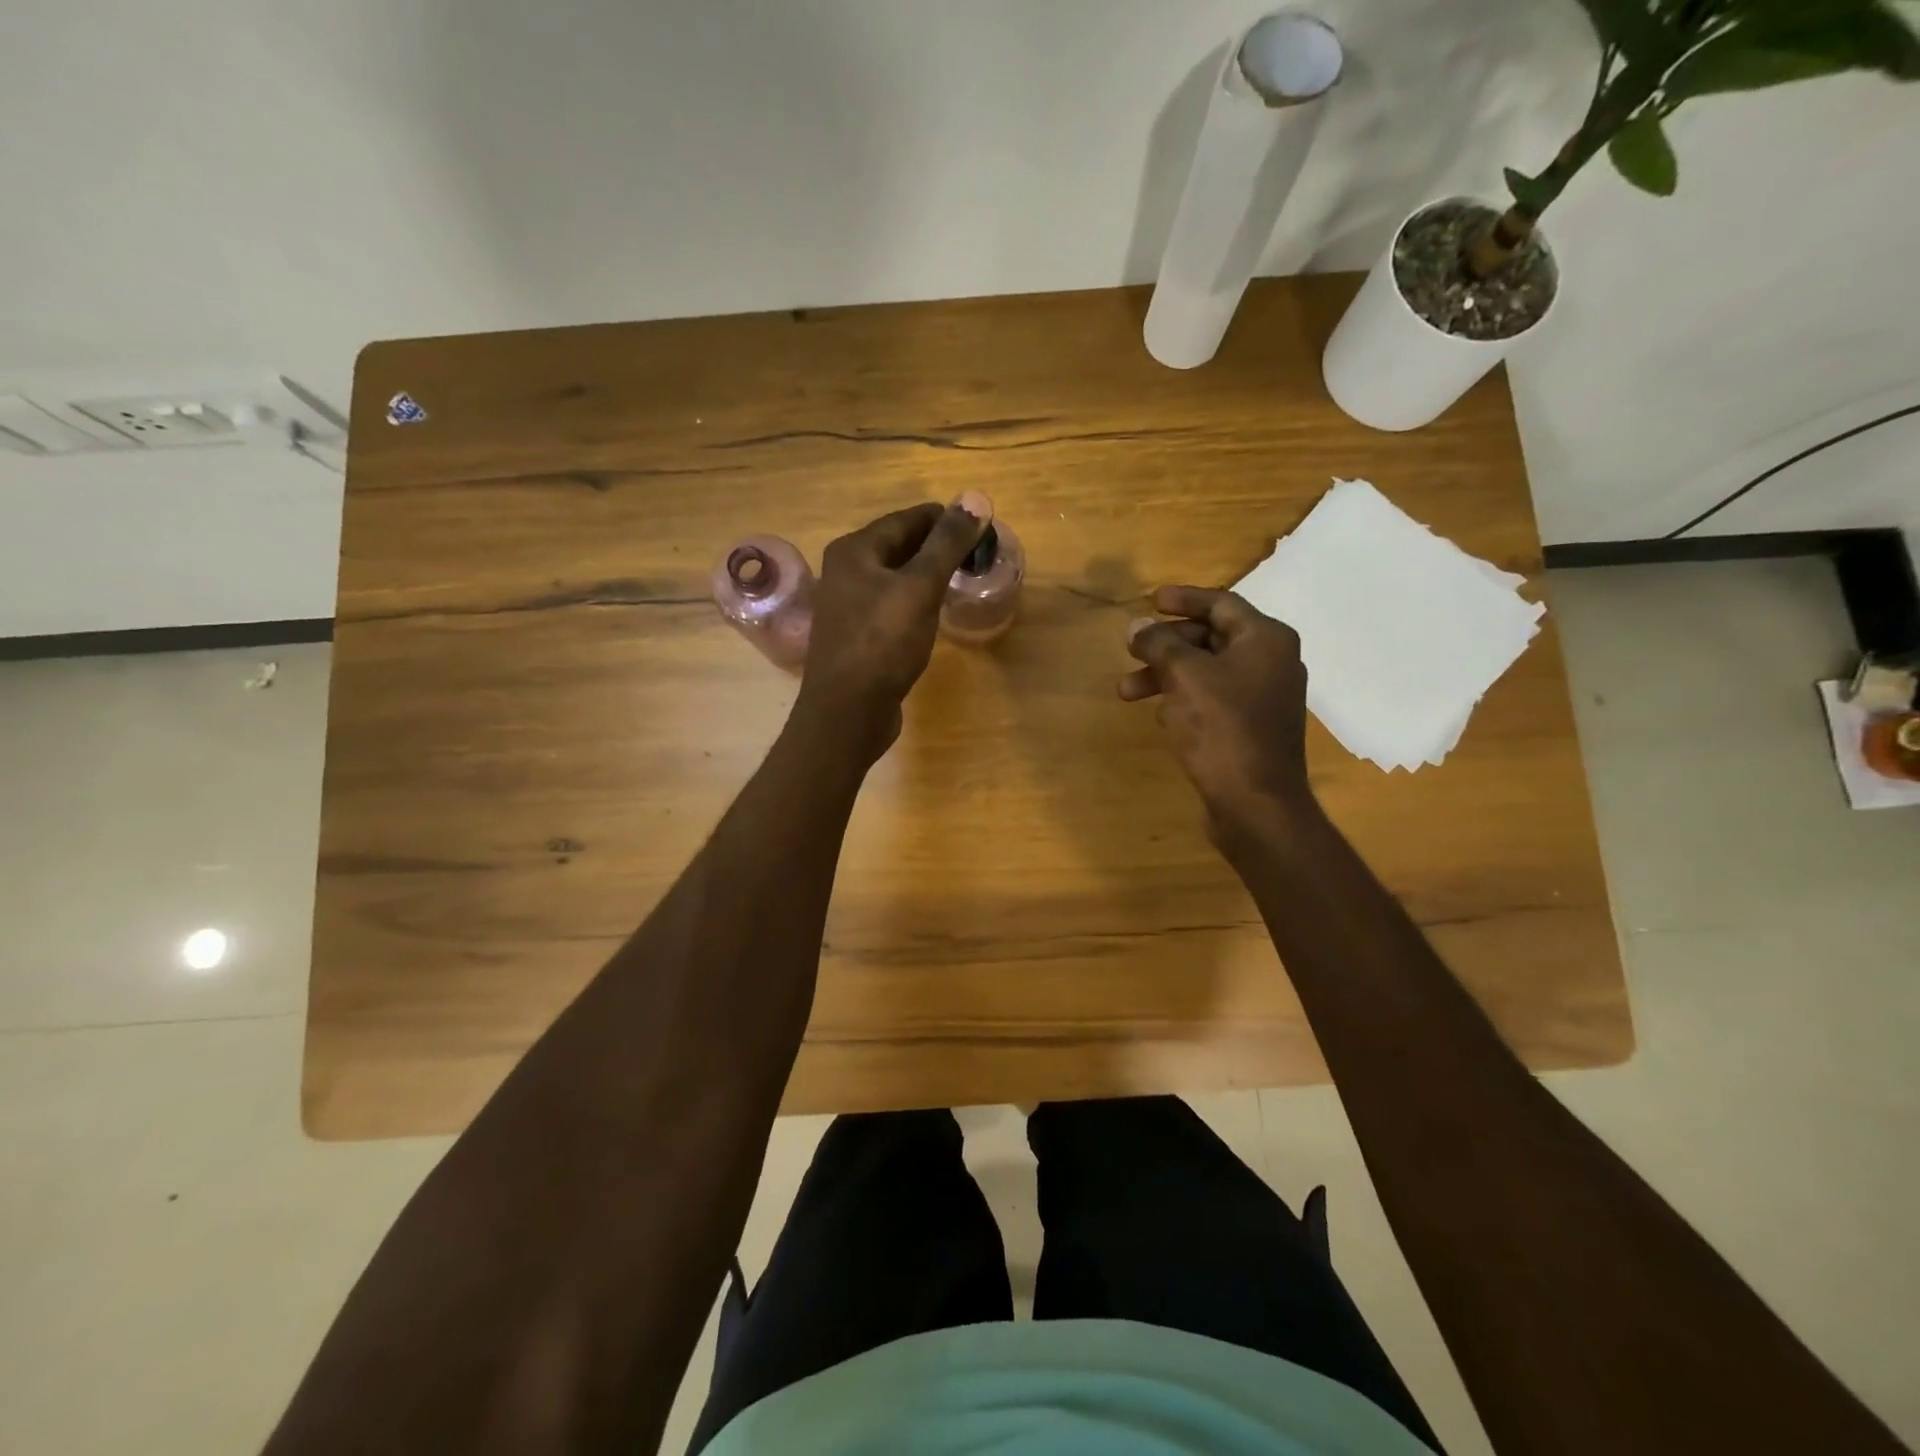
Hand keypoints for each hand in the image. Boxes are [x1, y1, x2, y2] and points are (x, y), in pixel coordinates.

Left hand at [792, 494, 990, 758]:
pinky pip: (891, 606)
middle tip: (977, 554)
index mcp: (854, 551)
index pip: (906, 519)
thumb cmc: (882, 643)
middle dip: (937, 547)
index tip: (981, 526)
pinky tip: (934, 614)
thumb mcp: (920, 588)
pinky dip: (915, 602)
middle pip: (899, 547)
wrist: (847, 712)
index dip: (945, 519)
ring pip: (895, 578)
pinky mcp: (856, 636)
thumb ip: (947, 544)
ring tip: (961, 580)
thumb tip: (976, 498)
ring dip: (926, 575)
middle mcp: (844, 572)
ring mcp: (847, 606)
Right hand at [1121, 586, 1316, 839]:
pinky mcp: (1252, 726)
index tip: (1150, 600)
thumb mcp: (1184, 676)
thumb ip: (1159, 644)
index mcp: (1265, 639)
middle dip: (1165, 644)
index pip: (1220, 603)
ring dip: (1165, 675)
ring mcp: (1264, 696)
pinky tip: (1157, 713)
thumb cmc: (1222, 728)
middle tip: (1129, 649)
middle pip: (1211, 637)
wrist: (1255, 801)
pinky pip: (1213, 698)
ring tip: (1126, 692)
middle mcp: (1271, 661)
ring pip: (1207, 671)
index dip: (1182, 599)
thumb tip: (1137, 626)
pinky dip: (1183, 697)